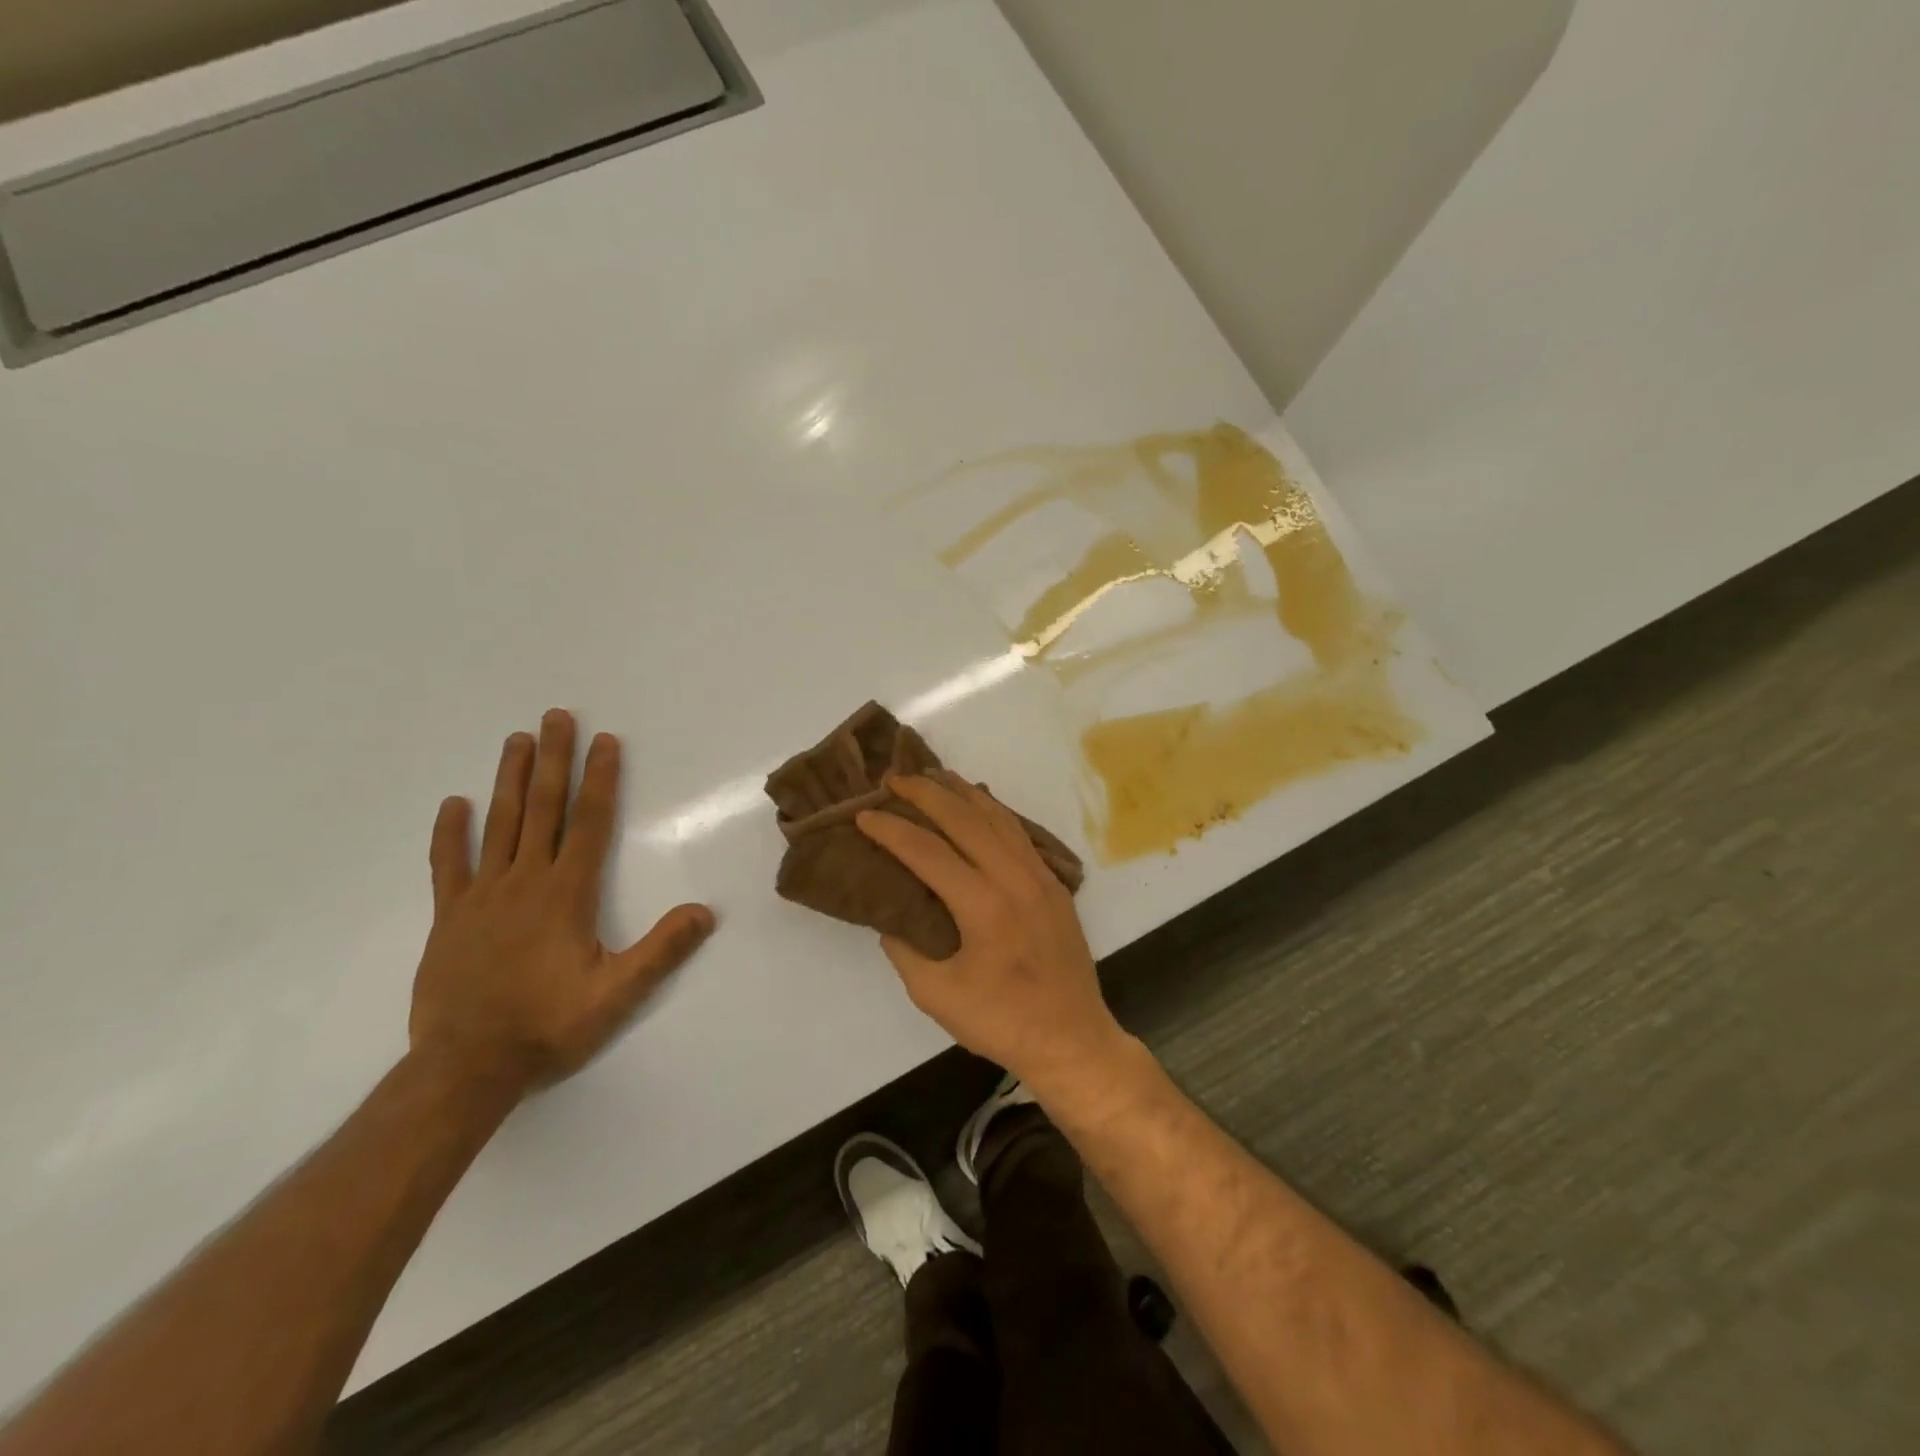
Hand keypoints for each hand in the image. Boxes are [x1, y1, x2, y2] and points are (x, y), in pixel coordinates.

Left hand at [410, 709, 714, 1099]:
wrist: (466, 1068)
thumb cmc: (549, 1026)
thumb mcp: (618, 995)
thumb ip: (662, 950)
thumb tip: (705, 911)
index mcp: (567, 894)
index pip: (589, 823)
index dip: (599, 779)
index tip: (604, 742)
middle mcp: (525, 882)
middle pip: (543, 809)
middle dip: (553, 760)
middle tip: (555, 717)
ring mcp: (482, 897)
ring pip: (499, 825)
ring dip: (510, 780)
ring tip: (516, 740)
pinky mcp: (449, 918)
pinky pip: (448, 866)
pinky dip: (450, 833)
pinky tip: (453, 804)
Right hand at [856, 772, 1127, 1091]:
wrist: (1072, 1038)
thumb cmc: (1001, 1021)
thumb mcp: (935, 994)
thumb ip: (905, 948)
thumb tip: (892, 914)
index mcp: (983, 906)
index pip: (927, 851)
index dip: (891, 830)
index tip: (863, 815)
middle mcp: (1014, 878)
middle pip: (964, 819)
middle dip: (925, 793)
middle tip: (893, 780)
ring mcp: (1039, 876)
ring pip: (996, 817)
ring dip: (961, 793)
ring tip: (933, 776)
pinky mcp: (1053, 883)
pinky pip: (1018, 832)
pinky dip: (993, 810)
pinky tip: (979, 803)